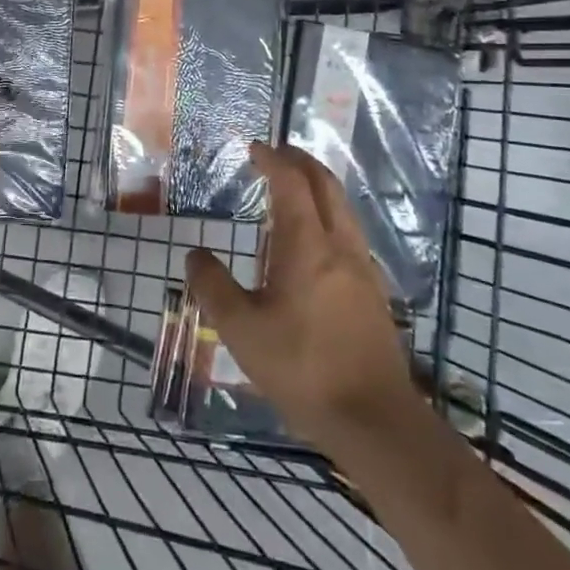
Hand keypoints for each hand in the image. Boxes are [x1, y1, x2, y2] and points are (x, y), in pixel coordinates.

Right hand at [185, 142, 415, 442]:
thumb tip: (195, 254)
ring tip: (293, 190)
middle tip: (277, 154)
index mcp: (307, 246)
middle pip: (326, 186)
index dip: (274, 160)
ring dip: (318, 187)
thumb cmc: (302, 369)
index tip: (256, 148)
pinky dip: (329, 215)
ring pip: (343, 209)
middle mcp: (340, 246)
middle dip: (301, 163)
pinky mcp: (373, 293)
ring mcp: (363, 269)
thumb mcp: (241, 330)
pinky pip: (350, 234)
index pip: (292, 184)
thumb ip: (213, 287)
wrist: (374, 420)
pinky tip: (314, 242)